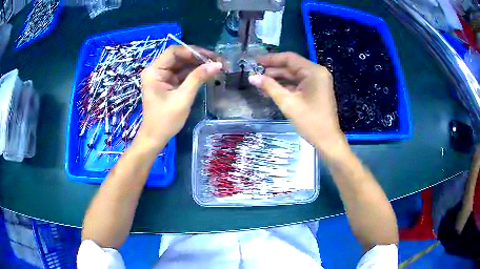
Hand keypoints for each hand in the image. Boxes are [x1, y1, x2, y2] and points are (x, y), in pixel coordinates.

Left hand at [139, 46, 221, 144]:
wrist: (156, 138)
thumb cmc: (165, 120)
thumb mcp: (183, 98)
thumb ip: (198, 78)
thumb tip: (217, 64)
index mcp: (154, 71)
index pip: (174, 52)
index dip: (193, 51)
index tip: (211, 57)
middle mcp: (157, 70)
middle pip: (179, 57)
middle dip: (198, 58)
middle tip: (218, 61)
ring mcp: (163, 77)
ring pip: (183, 64)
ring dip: (199, 65)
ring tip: (217, 67)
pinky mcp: (169, 83)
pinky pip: (183, 74)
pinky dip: (195, 73)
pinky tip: (208, 74)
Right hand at [248, 52, 344, 153]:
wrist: (327, 140)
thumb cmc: (310, 121)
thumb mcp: (287, 103)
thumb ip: (269, 87)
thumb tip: (252, 77)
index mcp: (314, 71)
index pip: (289, 58)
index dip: (271, 59)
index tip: (255, 61)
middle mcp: (317, 72)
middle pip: (291, 66)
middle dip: (273, 70)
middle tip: (255, 74)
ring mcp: (318, 81)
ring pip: (294, 75)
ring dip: (278, 79)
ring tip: (260, 83)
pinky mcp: (316, 90)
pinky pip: (299, 83)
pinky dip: (286, 86)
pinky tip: (272, 90)